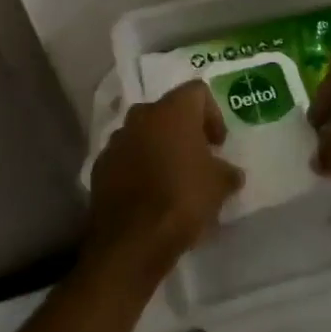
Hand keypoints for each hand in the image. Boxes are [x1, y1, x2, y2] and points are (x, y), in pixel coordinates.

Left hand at [84, 81, 241, 285]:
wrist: (132, 240)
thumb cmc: (183, 200)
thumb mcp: (220, 186)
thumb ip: (227, 171)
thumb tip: (230, 172)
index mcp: (172, 111)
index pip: (197, 91)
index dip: (212, 114)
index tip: (218, 144)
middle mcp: (141, 116)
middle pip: (167, 110)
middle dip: (184, 130)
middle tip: (197, 157)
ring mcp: (116, 140)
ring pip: (144, 133)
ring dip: (158, 147)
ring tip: (172, 177)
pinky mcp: (100, 165)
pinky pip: (126, 156)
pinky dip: (138, 166)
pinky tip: (149, 193)